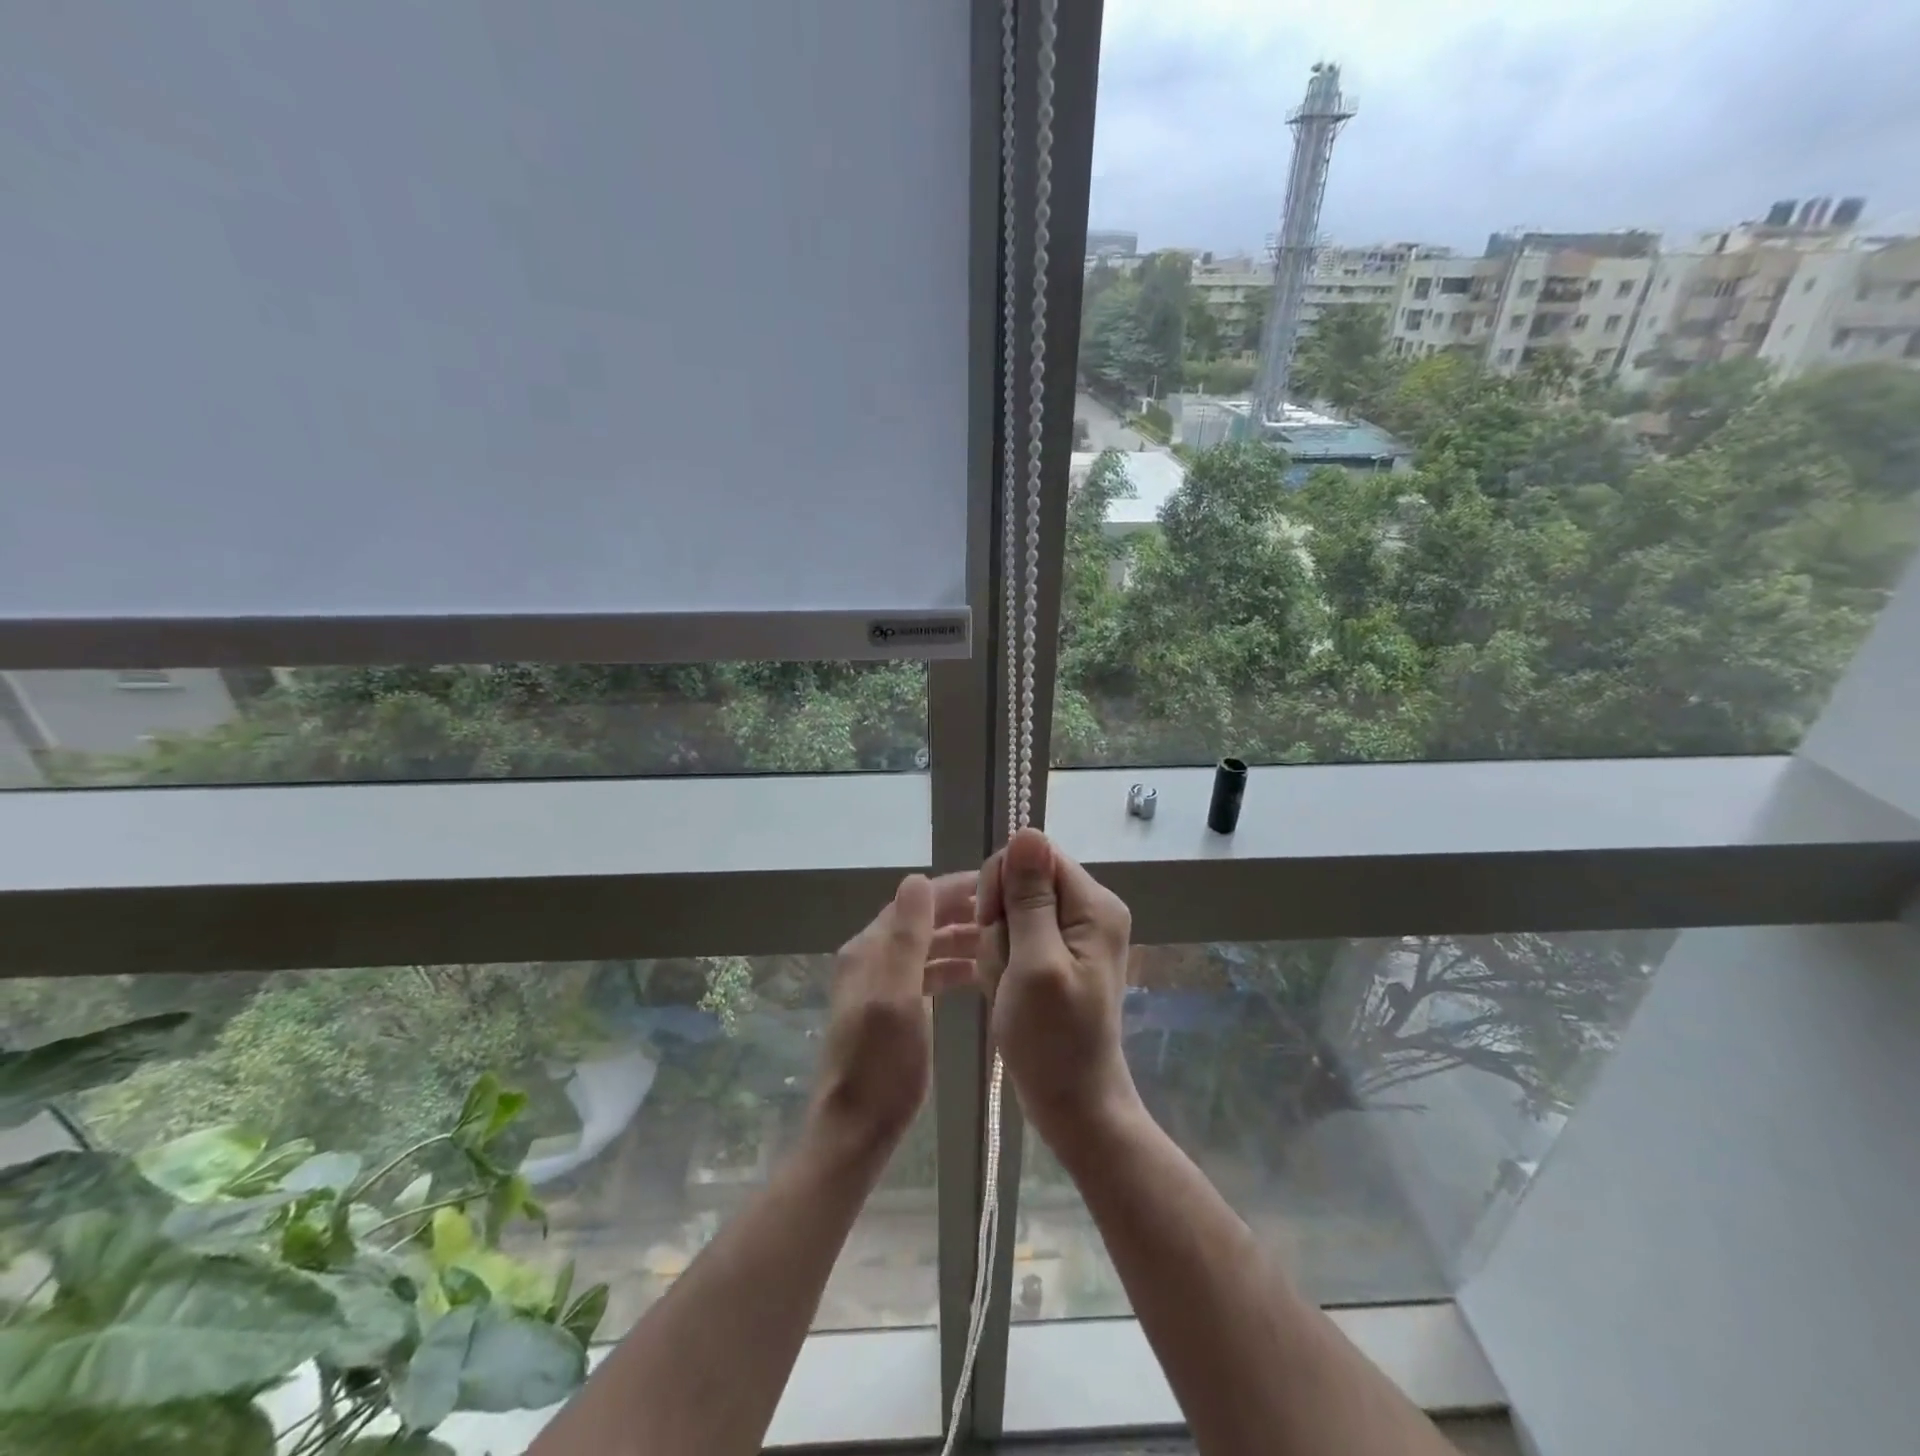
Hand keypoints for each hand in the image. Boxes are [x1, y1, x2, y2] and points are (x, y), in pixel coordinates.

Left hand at [807, 872, 978, 1161]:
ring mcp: (879, 984)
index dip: (954, 889)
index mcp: (870, 949)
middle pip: (921, 921)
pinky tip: (976, 974)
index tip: (998, 882)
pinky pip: (924, 974)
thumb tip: (916, 878)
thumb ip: (907, 937)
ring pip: (925, 947)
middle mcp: (871, 958)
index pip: (916, 901)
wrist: (856, 1130)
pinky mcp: (891, 1008)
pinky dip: (949, 968)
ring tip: (1002, 940)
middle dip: (961, 912)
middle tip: (1009, 911)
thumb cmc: (882, 1064)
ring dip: (958, 939)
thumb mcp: (897, 995)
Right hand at [977, 828, 1137, 1147]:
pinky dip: (1002, 961)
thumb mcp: (1035, 964)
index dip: (1003, 885)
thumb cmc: (1052, 1040)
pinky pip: (1015, 936)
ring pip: (1011, 911)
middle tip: (1005, 968)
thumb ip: (1031, 898)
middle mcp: (1088, 909)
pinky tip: (1006, 990)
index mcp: (1093, 905)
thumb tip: (1027, 831)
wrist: (1073, 1104)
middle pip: (1021, 882)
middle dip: (999, 922)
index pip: (1034, 856)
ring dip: (997, 948)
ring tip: (1007, 987)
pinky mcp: (1057, 953)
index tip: (993, 928)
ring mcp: (1073, 932)